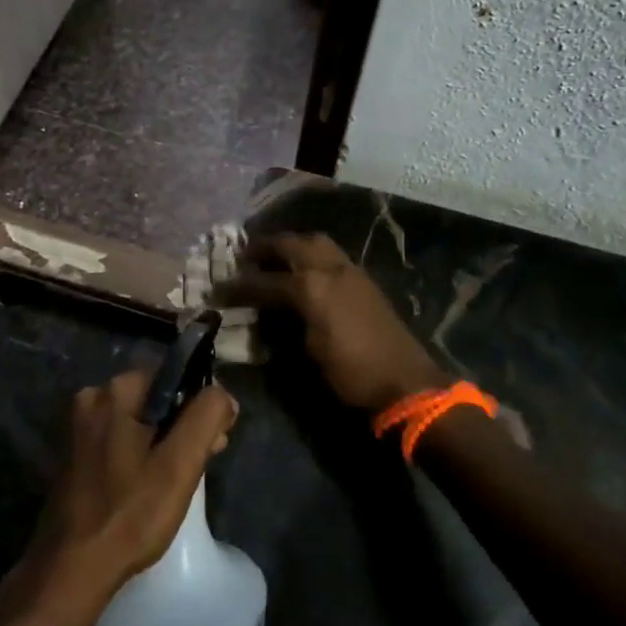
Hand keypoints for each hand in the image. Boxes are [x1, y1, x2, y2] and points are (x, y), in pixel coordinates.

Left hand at [0, 369, 237, 625]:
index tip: (216, 439)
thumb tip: (222, 395)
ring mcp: (79, 430)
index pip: (174, 376)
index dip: (201, 404)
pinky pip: (120, 441)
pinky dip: (141, 455)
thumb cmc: (130, 514)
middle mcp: (91, 400)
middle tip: (204, 462)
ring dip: (166, 442)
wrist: (71, 570)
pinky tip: (151, 486)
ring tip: (181, 479)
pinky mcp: (75, 456)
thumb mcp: (180, 464)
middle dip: (184, 425)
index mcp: (113, 391)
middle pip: (156, 399)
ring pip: (139, 422)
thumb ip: (206, 417)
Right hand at [217, 233, 448, 411]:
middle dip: (265, 248)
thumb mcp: (308, 352)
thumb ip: (283, 323)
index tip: (219, 290)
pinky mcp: (364, 281)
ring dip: (292, 246)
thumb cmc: (352, 373)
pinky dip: (311, 255)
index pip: (265, 281)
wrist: (406, 382)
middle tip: (245, 257)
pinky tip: (304, 271)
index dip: (238, 286)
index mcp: (312, 287)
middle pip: (292, 244)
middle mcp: (330, 269)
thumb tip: (266, 313)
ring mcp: (351, 271)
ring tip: (274, 258)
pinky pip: (331, 255)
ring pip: (316, 242)